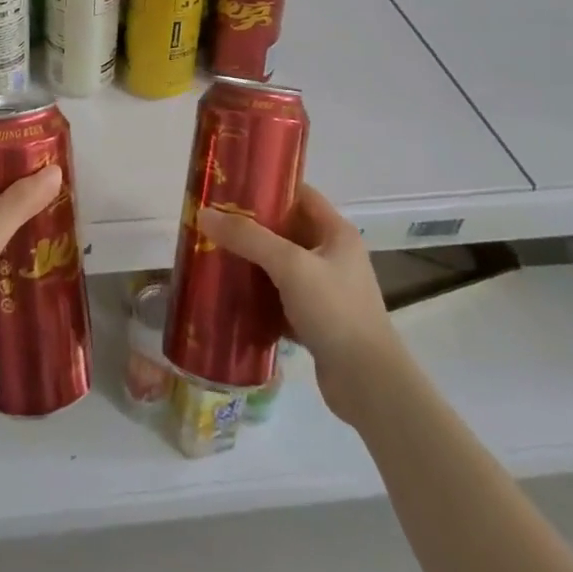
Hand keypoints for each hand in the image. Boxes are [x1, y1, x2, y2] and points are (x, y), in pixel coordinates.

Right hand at [198, 182, 399, 423]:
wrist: (368, 384)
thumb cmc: (335, 311)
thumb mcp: (290, 266)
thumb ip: (248, 238)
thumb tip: (204, 214)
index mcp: (336, 232)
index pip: (300, 194)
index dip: (269, 187)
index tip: (232, 188)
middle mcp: (334, 256)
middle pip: (288, 230)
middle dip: (253, 227)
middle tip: (215, 223)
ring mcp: (327, 290)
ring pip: (282, 266)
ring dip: (253, 262)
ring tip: (216, 255)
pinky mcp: (317, 320)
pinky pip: (282, 298)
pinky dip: (260, 296)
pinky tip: (232, 296)